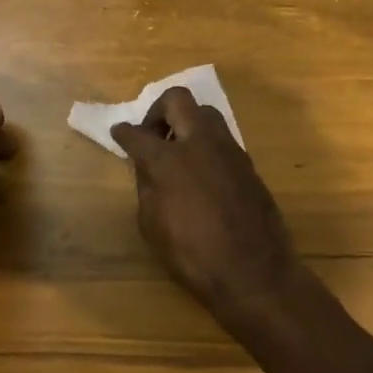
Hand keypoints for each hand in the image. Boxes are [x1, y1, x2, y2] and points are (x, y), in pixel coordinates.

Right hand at [110, 88, 302, 328]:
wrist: (254, 272)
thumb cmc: (193, 255)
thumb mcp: (152, 225)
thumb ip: (148, 187)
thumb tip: (148, 167)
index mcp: (168, 159)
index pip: (137, 134)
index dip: (123, 133)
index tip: (118, 133)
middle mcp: (199, 143)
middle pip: (177, 100)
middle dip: (159, 111)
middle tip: (152, 135)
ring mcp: (229, 150)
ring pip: (205, 113)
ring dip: (187, 123)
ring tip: (178, 152)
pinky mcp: (248, 163)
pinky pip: (222, 139)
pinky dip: (206, 144)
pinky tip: (201, 171)